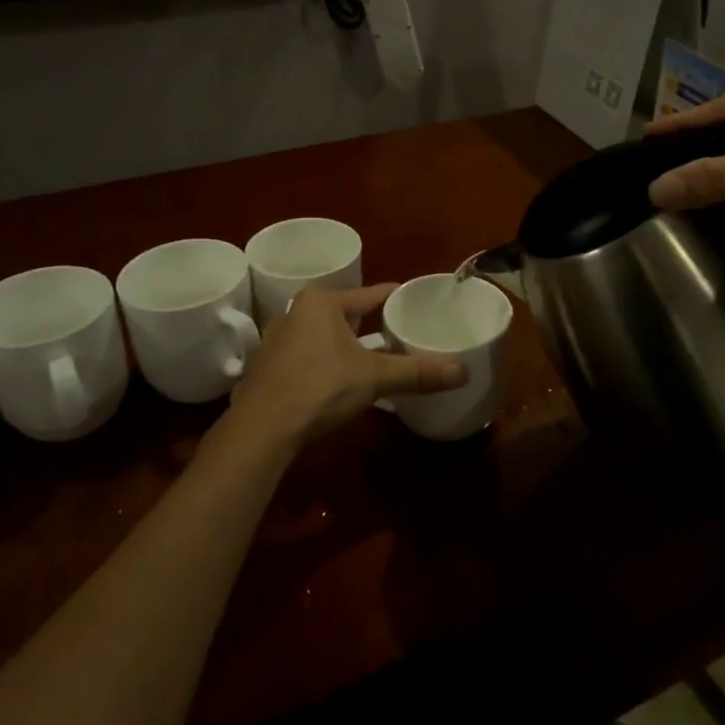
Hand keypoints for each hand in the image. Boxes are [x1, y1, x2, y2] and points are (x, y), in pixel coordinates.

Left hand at [229, 284, 466, 444]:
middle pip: (347, 315)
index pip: (371, 294)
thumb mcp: (374, 378)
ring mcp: (277, 342)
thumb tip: (464, 372)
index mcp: (321, 302)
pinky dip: (329, 365)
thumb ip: (417, 373)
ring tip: (378, 359)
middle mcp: (295, 313)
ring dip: (350, 348)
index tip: (420, 304)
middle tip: (404, 335)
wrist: (260, 430)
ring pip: (326, 338)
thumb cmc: (319, 388)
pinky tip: (343, 382)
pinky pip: (309, 358)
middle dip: (373, 326)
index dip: (398, 299)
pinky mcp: (268, 370)